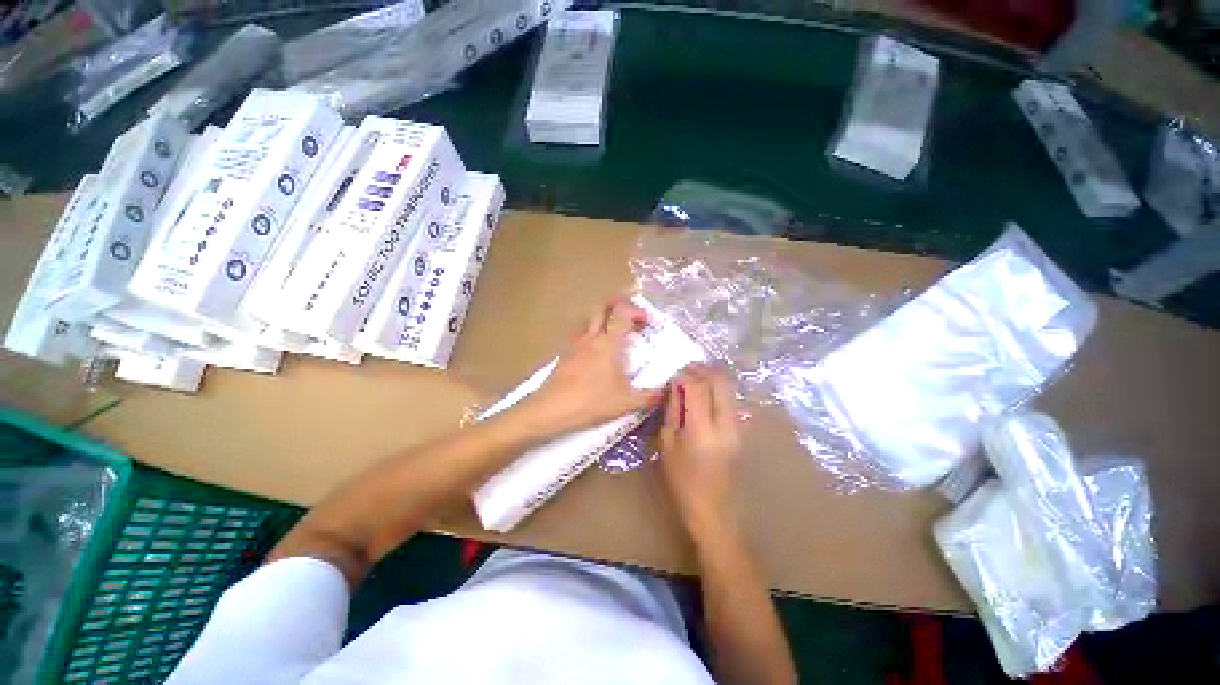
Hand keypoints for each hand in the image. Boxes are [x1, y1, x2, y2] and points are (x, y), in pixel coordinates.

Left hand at [520, 297, 662, 436]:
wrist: (551, 409)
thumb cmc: (591, 402)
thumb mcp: (627, 403)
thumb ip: (649, 396)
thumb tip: (666, 391)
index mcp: (609, 343)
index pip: (623, 313)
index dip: (637, 311)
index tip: (648, 322)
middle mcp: (591, 338)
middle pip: (602, 308)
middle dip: (617, 305)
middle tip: (630, 316)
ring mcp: (574, 345)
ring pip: (588, 321)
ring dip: (602, 320)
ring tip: (613, 335)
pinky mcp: (563, 356)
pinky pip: (578, 337)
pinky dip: (589, 338)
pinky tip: (593, 356)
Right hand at [659, 364, 743, 541]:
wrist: (715, 511)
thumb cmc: (683, 486)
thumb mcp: (667, 450)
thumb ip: (672, 414)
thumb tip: (675, 389)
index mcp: (702, 431)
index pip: (698, 386)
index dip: (684, 375)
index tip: (672, 375)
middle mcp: (726, 424)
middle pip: (721, 380)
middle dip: (702, 369)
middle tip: (686, 371)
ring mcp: (739, 427)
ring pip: (730, 388)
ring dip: (713, 379)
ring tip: (695, 383)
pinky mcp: (744, 432)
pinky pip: (732, 401)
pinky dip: (719, 393)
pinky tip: (706, 400)